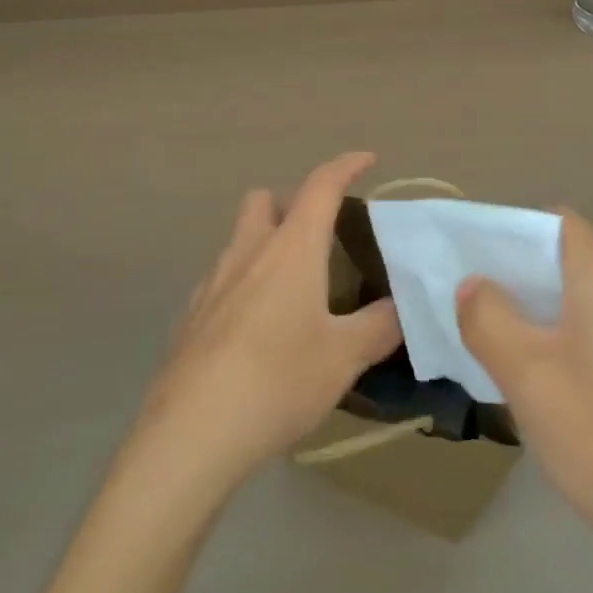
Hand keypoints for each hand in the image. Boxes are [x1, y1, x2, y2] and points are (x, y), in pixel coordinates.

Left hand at [128, 152, 402, 497]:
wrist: (192, 433)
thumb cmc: (279, 380)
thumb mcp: (344, 356)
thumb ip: (380, 326)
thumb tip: (402, 307)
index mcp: (291, 249)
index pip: (320, 186)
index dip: (345, 166)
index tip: (367, 159)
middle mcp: (248, 252)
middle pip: (264, 200)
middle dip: (292, 203)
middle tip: (319, 235)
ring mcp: (212, 283)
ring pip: (240, 240)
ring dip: (267, 244)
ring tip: (293, 289)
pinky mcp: (190, 316)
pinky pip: (222, 280)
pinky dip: (244, 283)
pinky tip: (257, 328)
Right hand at [456, 211, 592, 556]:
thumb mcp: (526, 372)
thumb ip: (487, 317)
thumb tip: (472, 286)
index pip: (552, 222)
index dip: (507, 230)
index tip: (468, 256)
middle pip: (559, 256)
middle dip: (510, 271)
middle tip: (463, 296)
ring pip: (570, 295)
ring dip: (527, 306)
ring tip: (482, 331)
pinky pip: (585, 326)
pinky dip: (550, 332)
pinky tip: (523, 369)